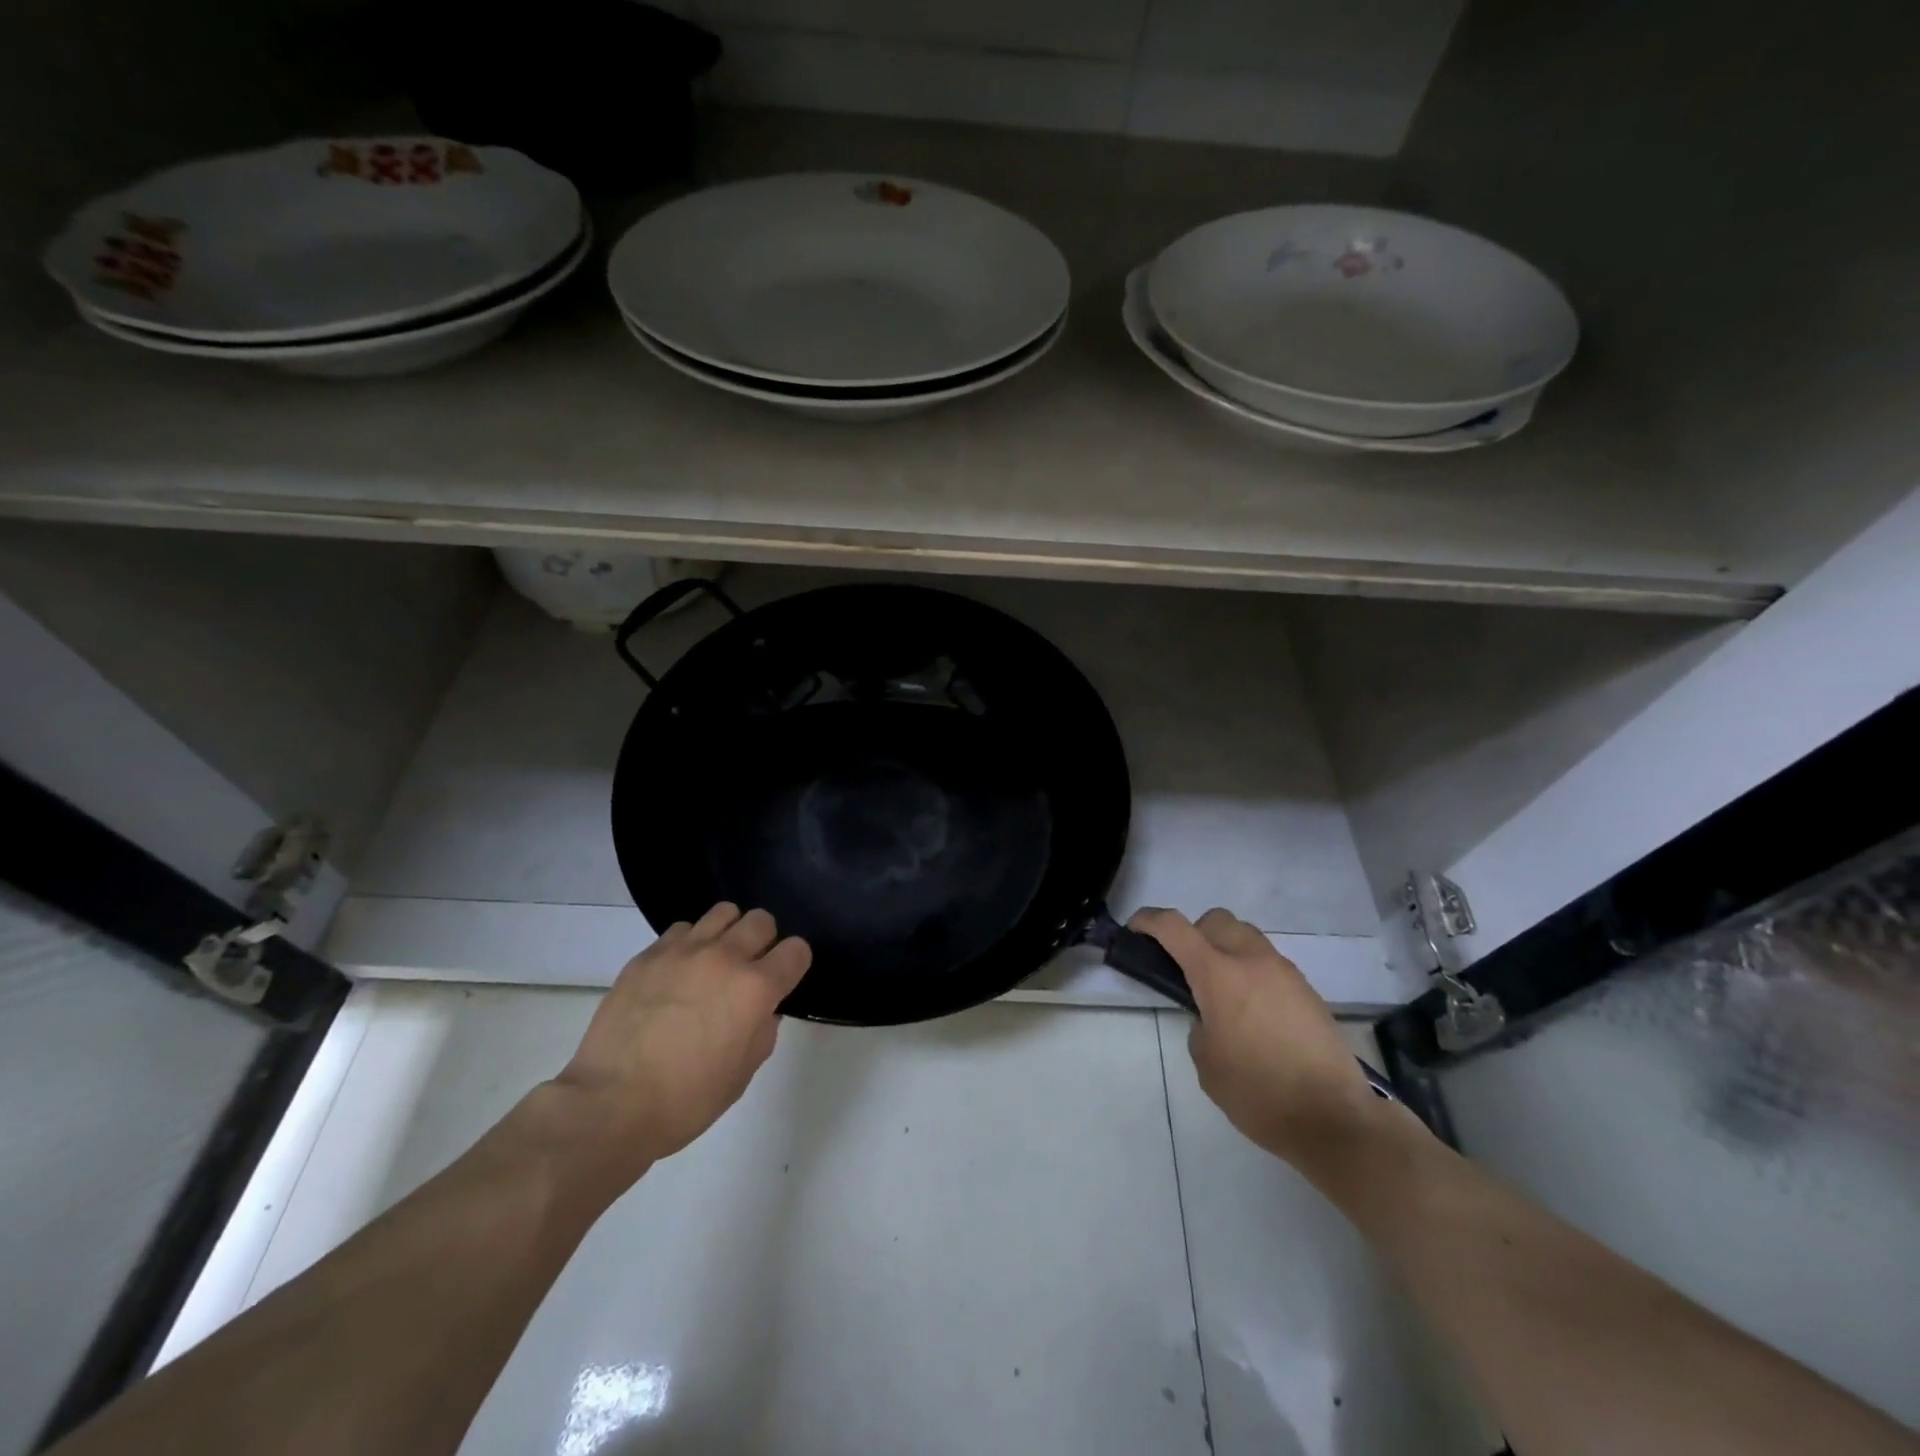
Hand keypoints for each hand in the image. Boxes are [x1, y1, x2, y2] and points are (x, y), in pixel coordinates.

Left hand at [544, 903, 811, 1186]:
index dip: (794, 964)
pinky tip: (679, 972)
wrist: (610, 1105)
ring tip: (715, 961)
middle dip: (764, 942)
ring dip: (728, 933)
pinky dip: (690, 944)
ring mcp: (683, 951)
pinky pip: (682, 929)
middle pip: (761, 920)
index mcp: (755, 988)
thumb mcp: (742, 1073)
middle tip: (749, 969)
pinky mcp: (648, 955)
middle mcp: (725, 958)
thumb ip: (763, 1030)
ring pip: (723, 912)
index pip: (796, 950)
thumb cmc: (686, 1100)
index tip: (784, 980)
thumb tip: (762, 1009)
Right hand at [1130, 906, 1385, 1169]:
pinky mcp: (1307, 991)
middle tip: (1186, 967)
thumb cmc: (1259, 1093)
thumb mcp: (1207, 1063)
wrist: (1335, 1119)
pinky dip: (1252, 972)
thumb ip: (1200, 1025)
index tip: (1135, 928)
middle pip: (1216, 920)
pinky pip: (1269, 964)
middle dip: (1194, 933)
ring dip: (1226, 950)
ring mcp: (1284, 973)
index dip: (1149, 920)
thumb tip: (1212, 1016)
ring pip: (1247, 937)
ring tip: (1222, 992)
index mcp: (1219, 975)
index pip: (1175, 927)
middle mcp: (1252, 961)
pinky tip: (1253, 1013)